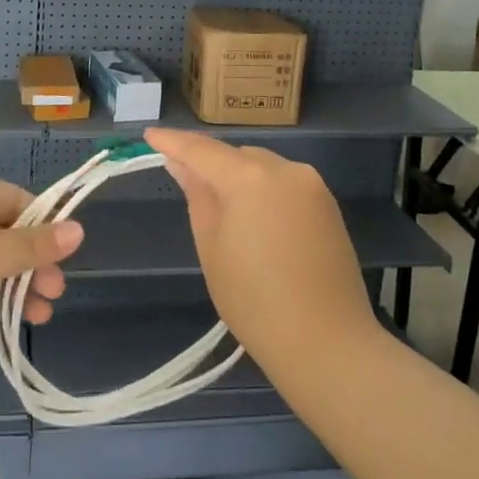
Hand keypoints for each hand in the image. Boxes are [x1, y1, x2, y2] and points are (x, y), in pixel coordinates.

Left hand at [0, 178, 83, 388]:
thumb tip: (79, 228)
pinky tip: (5, 322)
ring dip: (14, 286)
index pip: (17, 200)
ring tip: (40, 315)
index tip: (64, 259)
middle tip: (54, 294)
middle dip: (32, 262)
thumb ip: (32, 247)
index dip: (45, 226)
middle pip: (3, 233)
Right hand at [144, 129, 377, 374]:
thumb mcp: (212, 249)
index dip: (173, 141)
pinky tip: (257, 222)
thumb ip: (197, 197)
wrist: (327, 341)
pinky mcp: (328, 204)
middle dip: (210, 164)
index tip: (149, 136)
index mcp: (250, 178)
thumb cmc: (255, 302)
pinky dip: (264, 192)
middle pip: (236, 155)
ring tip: (224, 210)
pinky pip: (285, 184)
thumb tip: (182, 166)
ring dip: (240, 178)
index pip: (202, 150)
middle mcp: (284, 169)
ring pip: (263, 168)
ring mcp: (312, 185)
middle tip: (186, 183)